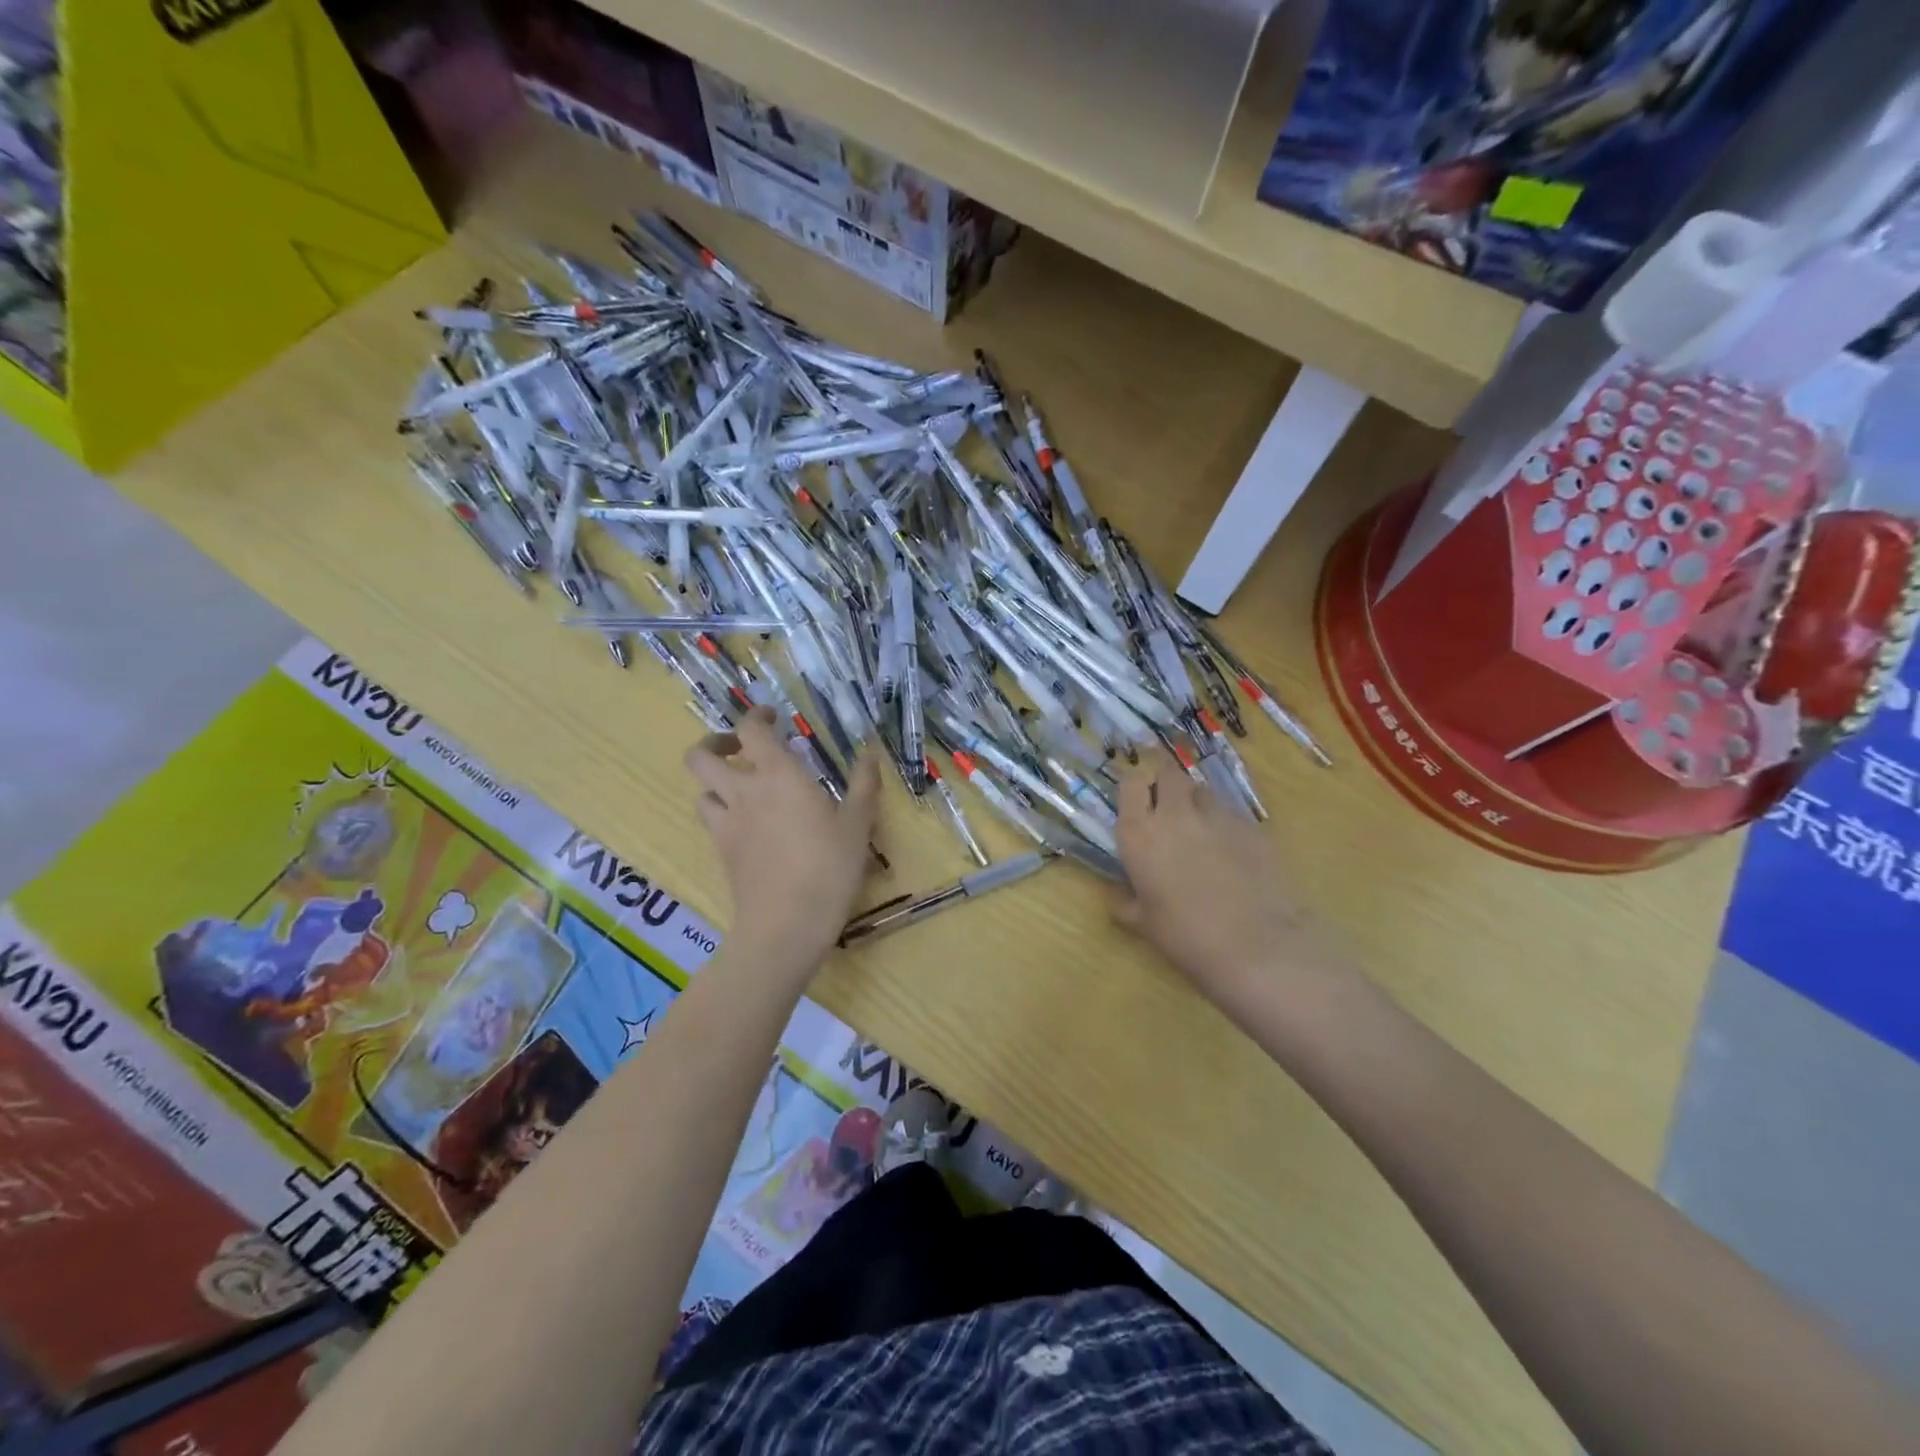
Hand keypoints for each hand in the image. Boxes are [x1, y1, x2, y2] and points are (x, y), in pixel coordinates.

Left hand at [685, 706, 880, 965]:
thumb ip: (864, 783)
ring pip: (700, 788)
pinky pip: (710, 819)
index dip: (757, 717)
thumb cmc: (829, 867)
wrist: (787, 923)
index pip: (751, 729)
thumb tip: (871, 751)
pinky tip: (745, 823)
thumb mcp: (858, 823)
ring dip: (715, 780)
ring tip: (741, 787)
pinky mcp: (720, 851)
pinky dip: (720, 811)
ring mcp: (726, 822)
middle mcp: (743, 791)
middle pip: (701, 755)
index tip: (773, 718)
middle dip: (716, 742)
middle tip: (741, 748)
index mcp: (778, 774)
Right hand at [1112, 749, 1343, 1005]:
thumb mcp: (1142, 924)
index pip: (1131, 782)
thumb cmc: (1185, 937)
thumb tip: (1117, 891)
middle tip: (1166, 806)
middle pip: (1168, 773)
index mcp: (1139, 833)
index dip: (1134, 785)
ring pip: (1202, 790)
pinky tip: (1232, 852)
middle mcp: (1175, 814)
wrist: (1256, 947)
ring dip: (1196, 802)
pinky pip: (1231, 814)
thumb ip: (1124, 900)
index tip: (1136, 798)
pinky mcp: (1252, 826)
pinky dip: (1225, 824)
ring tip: (1200, 828)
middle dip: (1165, 782)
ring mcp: (1217, 816)